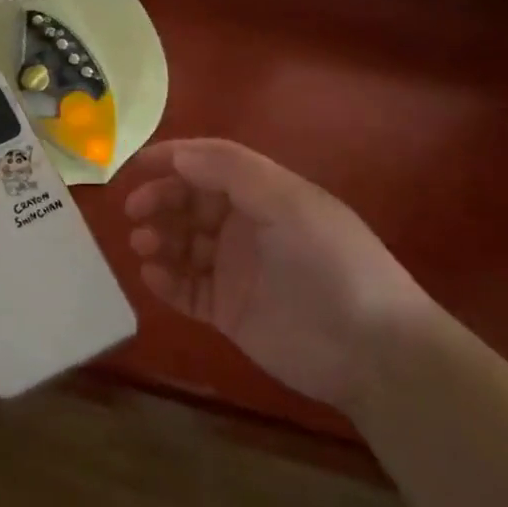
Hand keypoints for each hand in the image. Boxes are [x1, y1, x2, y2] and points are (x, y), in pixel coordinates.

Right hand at [121, 139, 430, 410]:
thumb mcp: (289, 204)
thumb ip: (233, 172)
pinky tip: (152, 275)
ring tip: (143, 245)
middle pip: (190, 201)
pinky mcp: (228, 310)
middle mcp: (247, 226)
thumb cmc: (331, 264)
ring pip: (182, 244)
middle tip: (134, 211)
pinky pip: (186, 288)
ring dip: (158, 237)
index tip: (134, 166)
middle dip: (159, 199)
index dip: (172, 159)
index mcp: (265, 194)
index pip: (210, 164)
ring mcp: (236, 269)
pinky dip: (165, 280)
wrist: (373, 352)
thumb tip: (179, 154)